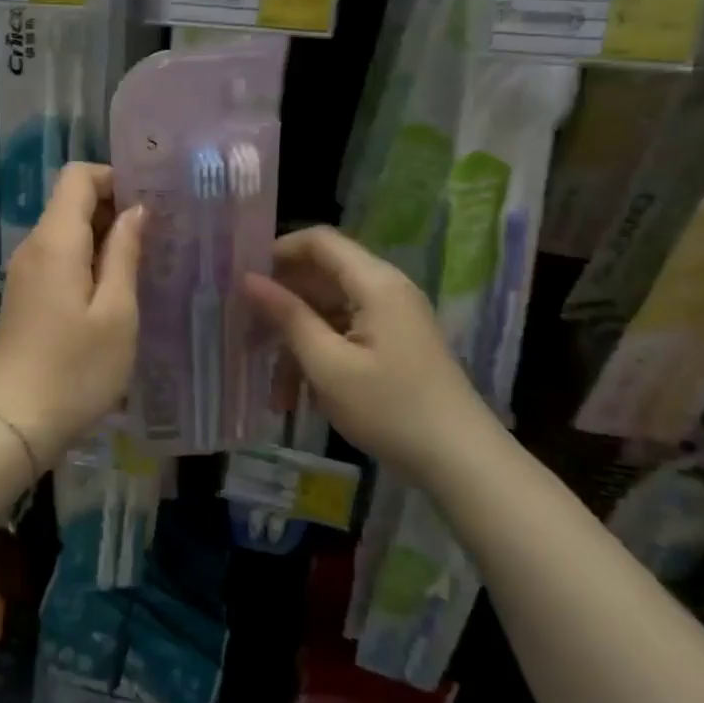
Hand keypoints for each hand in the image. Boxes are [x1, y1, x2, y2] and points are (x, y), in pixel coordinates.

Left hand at [0, 163, 143, 457]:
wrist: (15, 421)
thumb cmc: (76, 369)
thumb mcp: (116, 312)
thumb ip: (124, 254)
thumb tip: (135, 210)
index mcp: (55, 241)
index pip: (77, 176)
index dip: (114, 178)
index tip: (150, 204)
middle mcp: (33, 245)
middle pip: (70, 201)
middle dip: (113, 208)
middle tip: (157, 236)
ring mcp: (24, 271)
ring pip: (65, 231)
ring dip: (102, 237)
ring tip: (142, 264)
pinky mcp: (24, 294)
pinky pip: (57, 258)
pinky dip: (86, 260)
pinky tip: (113, 291)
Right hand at [243, 226, 489, 480]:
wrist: (461, 462)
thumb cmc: (390, 408)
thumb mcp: (327, 364)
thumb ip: (287, 316)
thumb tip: (248, 279)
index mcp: (374, 282)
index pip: (319, 241)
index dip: (278, 251)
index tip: (242, 279)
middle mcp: (385, 289)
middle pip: (320, 277)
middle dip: (281, 305)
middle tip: (244, 334)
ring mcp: (391, 318)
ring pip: (327, 312)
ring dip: (296, 342)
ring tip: (273, 389)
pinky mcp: (392, 343)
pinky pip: (344, 334)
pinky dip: (318, 357)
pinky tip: (298, 397)